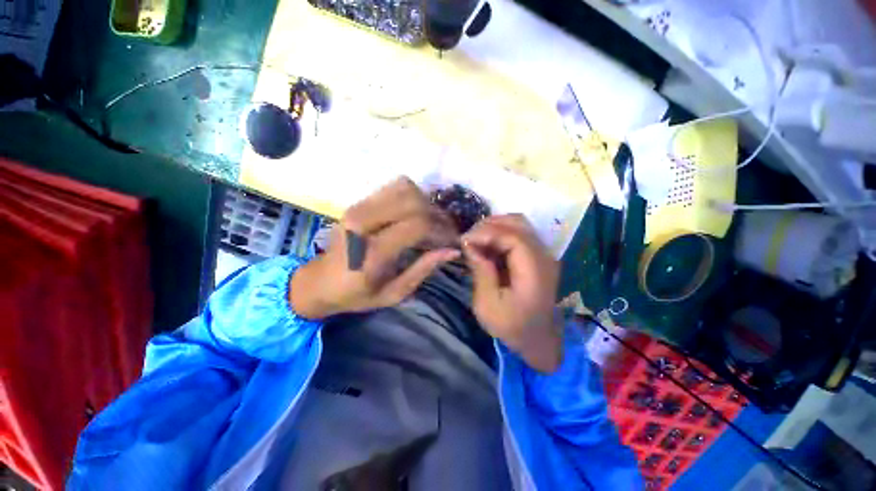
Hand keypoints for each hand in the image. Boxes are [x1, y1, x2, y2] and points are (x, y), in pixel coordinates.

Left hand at [291, 177, 459, 318]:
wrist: (318, 282)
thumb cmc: (356, 295)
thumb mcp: (394, 293)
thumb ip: (424, 269)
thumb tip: (452, 250)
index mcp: (372, 251)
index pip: (418, 225)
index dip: (441, 230)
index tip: (452, 241)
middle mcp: (364, 222)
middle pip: (413, 201)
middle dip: (437, 215)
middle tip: (445, 231)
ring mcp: (358, 207)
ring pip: (405, 188)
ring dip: (425, 203)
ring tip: (432, 222)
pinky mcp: (358, 202)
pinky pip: (394, 187)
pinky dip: (412, 196)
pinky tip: (415, 214)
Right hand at [462, 215, 561, 372]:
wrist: (537, 338)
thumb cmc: (511, 326)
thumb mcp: (488, 305)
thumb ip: (481, 271)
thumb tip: (469, 244)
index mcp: (534, 272)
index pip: (513, 237)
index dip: (487, 233)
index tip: (464, 240)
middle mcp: (544, 257)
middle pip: (518, 224)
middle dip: (488, 226)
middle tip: (468, 239)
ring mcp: (543, 254)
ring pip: (519, 224)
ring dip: (495, 227)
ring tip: (476, 239)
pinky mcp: (538, 255)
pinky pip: (519, 233)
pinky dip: (501, 233)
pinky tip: (487, 245)